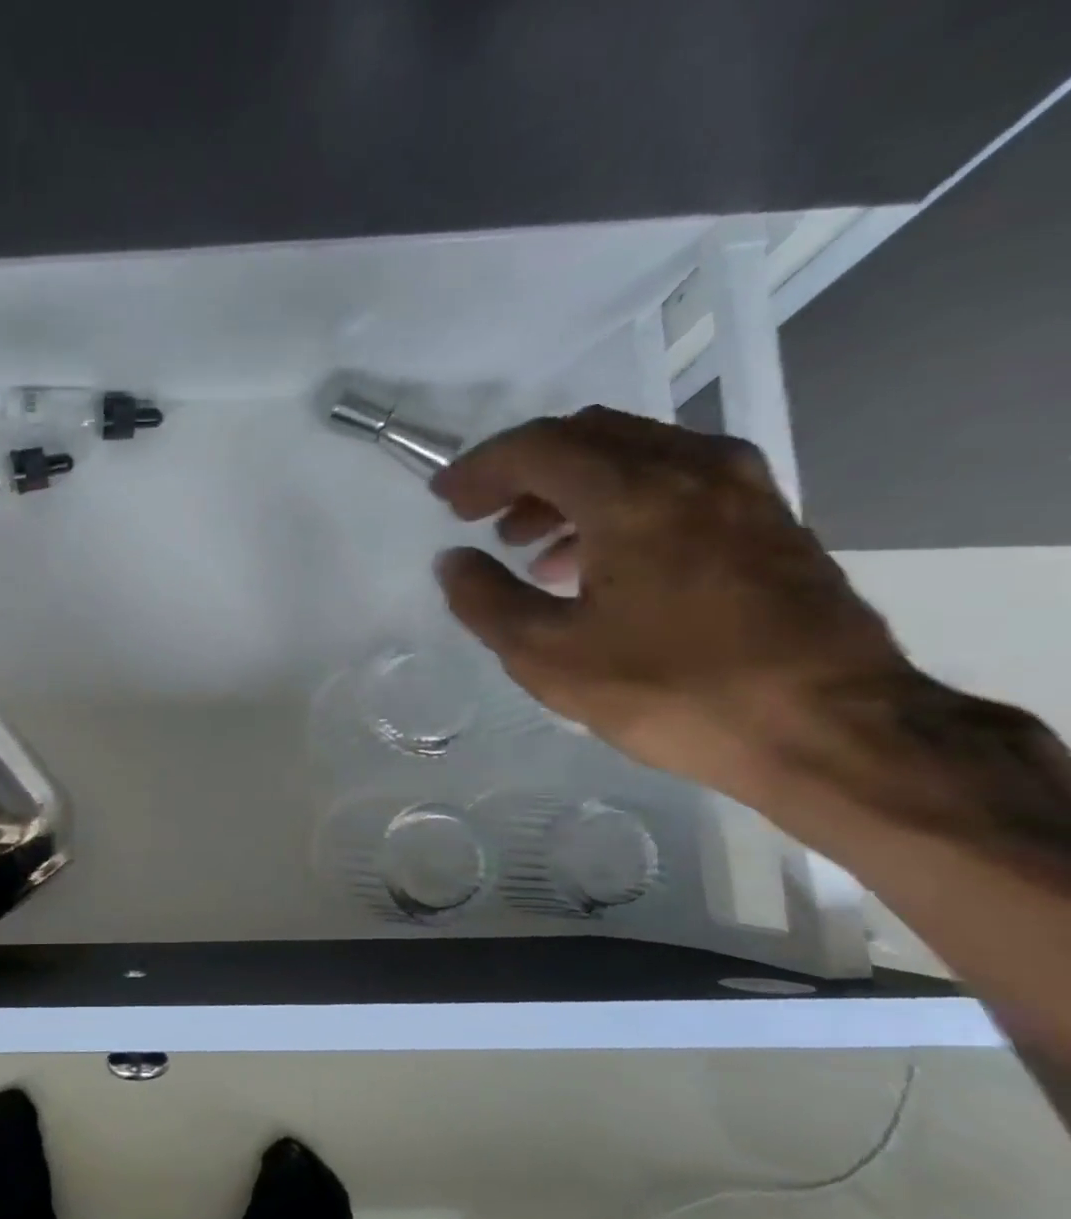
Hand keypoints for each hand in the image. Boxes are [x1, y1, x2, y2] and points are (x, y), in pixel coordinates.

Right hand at [432, 407, 912, 794]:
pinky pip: (671, 482)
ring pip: (631, 456)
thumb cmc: (673, 691)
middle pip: (586, 437)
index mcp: (635, 493)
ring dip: (566, 488)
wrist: (829, 728)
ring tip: (526, 545)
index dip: (480, 469)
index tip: (443, 499)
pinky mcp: (765, 517)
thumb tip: (452, 562)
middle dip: (521, 471)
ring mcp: (741, 487)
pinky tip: (593, 560)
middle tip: (478, 514)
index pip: (538, 448)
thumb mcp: (549, 657)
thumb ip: (486, 601)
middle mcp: (692, 467)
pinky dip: (615, 503)